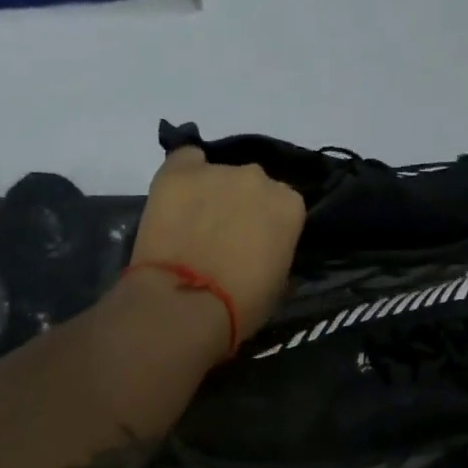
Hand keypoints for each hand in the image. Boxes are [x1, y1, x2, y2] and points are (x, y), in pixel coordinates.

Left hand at [131, 147, 306, 339]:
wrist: (184, 304)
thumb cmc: (241, 305)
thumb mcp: (279, 283)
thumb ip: (278, 250)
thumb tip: (267, 247)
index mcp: (289, 205)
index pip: (284, 205)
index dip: (269, 225)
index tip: (257, 244)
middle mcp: (258, 178)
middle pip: (253, 185)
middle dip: (242, 205)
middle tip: (225, 235)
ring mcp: (216, 171)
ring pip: (218, 175)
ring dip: (212, 194)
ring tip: (194, 223)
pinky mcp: (177, 172)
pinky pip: (185, 161)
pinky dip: (185, 175)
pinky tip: (177, 198)